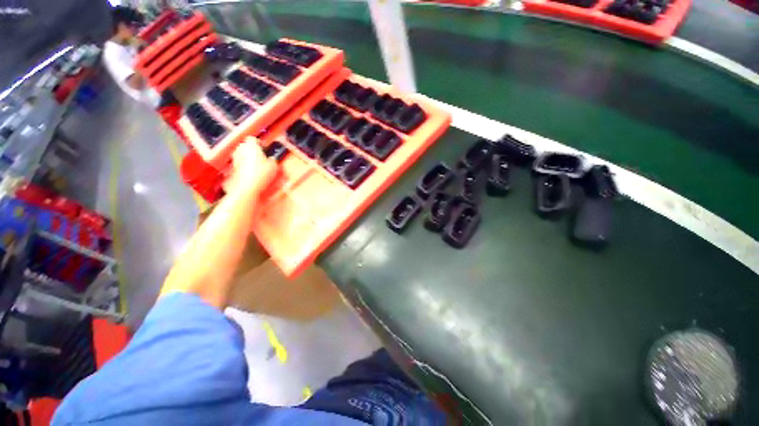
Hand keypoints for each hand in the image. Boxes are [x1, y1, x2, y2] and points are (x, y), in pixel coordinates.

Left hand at [224, 138, 276, 197]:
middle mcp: (240, 149)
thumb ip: (272, 159)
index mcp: (251, 145)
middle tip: (261, 156)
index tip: (264, 148)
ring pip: (241, 154)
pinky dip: (244, 166)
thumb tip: (272, 159)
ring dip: (248, 158)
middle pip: (245, 145)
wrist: (247, 186)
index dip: (259, 143)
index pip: (253, 138)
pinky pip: (239, 163)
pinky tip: (252, 173)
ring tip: (257, 166)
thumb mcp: (273, 166)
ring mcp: (235, 158)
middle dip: (252, 150)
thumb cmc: (260, 174)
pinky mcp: (233, 167)